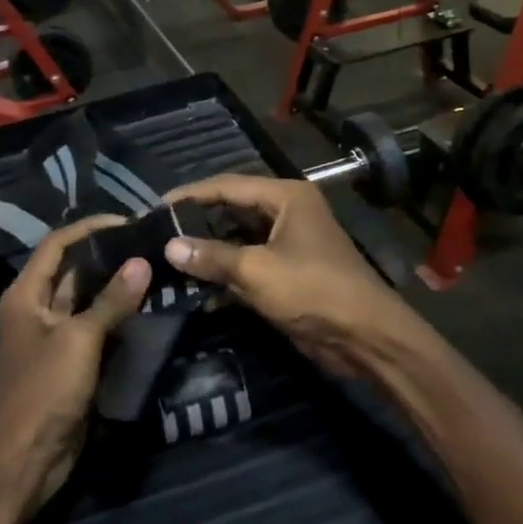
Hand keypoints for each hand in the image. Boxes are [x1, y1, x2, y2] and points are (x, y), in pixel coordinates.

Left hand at [0, 215, 150, 521]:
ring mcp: (52, 337)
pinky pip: (94, 328)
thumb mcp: (79, 341)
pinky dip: (116, 316)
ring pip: (86, 299)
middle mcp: (36, 308)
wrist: (23, 463)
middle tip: (148, 243)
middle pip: (72, 269)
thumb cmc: (43, 391)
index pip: (57, 244)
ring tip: (153, 267)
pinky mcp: (68, 362)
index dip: (89, 228)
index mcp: (25, 294)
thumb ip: (111, 301)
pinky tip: (145, 306)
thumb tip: (141, 262)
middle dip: (106, 255)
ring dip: (114, 285)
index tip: (128, 222)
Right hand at [162, 175, 420, 377]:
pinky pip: (248, 264)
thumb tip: (170, 247)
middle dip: (197, 223)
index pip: (227, 185)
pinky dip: (226, 274)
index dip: (190, 195)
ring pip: (238, 239)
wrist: (366, 338)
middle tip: (159, 233)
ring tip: (170, 259)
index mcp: (285, 197)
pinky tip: (197, 289)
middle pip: (232, 209)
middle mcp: (286, 212)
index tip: (156, 207)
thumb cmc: (314, 290)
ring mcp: (288, 243)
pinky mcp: (287, 272)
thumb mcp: (257, 271)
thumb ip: (212, 256)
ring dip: (210, 251)